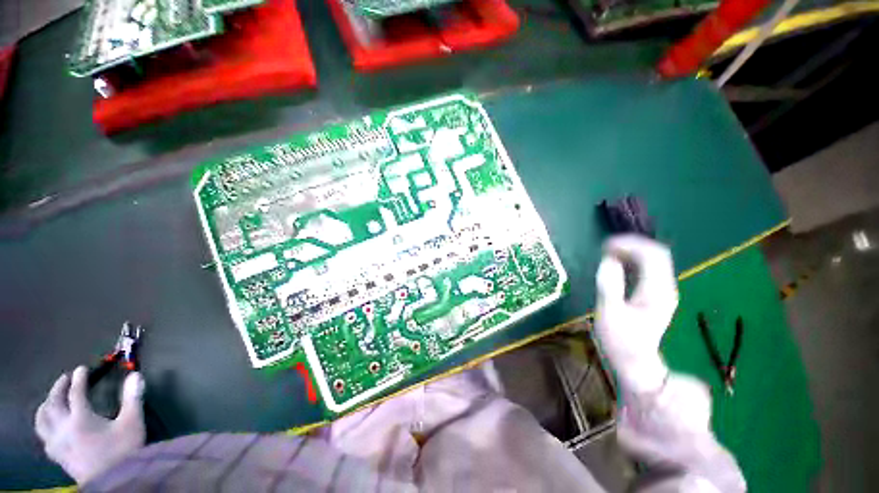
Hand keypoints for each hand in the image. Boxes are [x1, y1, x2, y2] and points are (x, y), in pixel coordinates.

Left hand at [35, 366, 145, 484]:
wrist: (114, 481)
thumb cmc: (123, 450)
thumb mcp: (132, 423)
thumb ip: (133, 398)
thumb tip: (135, 375)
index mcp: (80, 419)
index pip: (76, 393)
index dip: (79, 379)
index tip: (83, 369)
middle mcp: (63, 428)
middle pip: (52, 404)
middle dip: (57, 388)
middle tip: (65, 378)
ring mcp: (57, 443)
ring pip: (42, 421)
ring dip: (45, 406)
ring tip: (51, 400)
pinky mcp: (57, 455)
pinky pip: (44, 436)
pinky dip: (44, 425)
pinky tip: (50, 427)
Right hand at [594, 235, 678, 394]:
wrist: (636, 362)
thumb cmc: (620, 340)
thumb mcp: (609, 313)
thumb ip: (609, 285)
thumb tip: (608, 260)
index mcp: (656, 292)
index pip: (652, 255)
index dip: (630, 244)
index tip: (606, 245)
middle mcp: (665, 288)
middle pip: (656, 253)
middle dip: (631, 245)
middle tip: (605, 247)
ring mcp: (662, 291)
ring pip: (653, 259)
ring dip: (631, 251)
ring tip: (608, 252)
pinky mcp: (655, 293)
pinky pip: (647, 268)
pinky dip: (632, 260)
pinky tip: (617, 262)